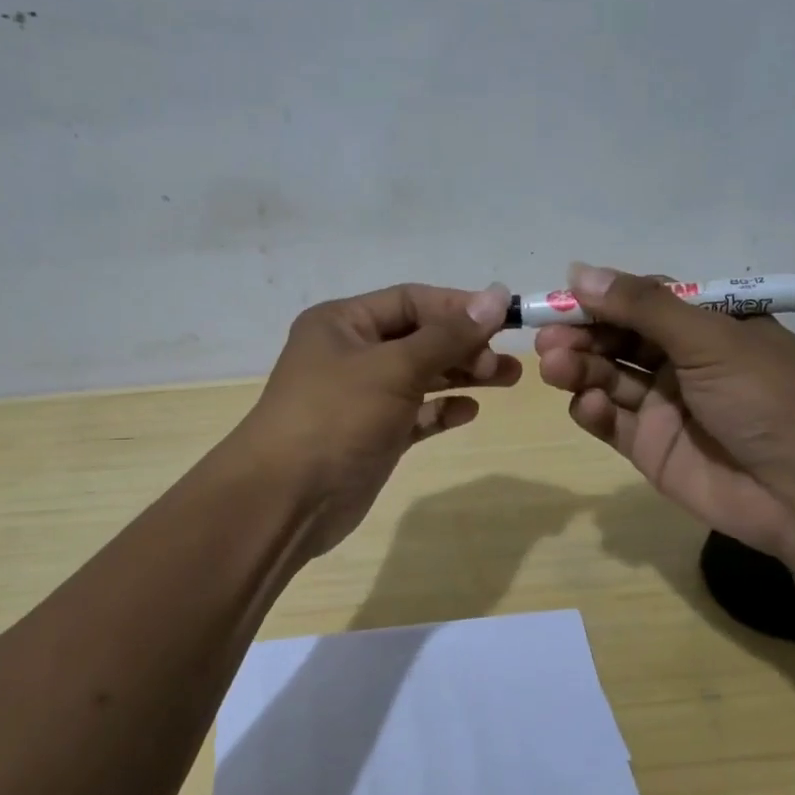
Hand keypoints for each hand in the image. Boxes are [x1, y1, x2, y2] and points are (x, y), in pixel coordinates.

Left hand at [237, 282, 517, 555]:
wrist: (287, 499)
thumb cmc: (337, 417)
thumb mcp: (394, 367)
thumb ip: (448, 335)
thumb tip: (496, 295)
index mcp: (343, 323)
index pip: (411, 300)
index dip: (458, 307)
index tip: (505, 320)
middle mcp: (350, 353)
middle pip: (419, 338)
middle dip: (464, 345)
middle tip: (505, 363)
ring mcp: (360, 397)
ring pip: (420, 376)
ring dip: (461, 375)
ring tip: (508, 380)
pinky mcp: (371, 435)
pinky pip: (414, 414)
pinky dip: (441, 410)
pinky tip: (469, 411)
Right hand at [534, 264, 794, 554]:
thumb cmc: (765, 397)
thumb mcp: (710, 338)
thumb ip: (643, 307)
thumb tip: (579, 271)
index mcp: (709, 326)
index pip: (644, 302)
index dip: (603, 299)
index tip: (563, 298)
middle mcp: (683, 361)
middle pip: (618, 339)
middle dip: (582, 335)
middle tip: (548, 338)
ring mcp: (664, 405)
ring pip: (608, 377)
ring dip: (579, 368)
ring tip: (555, 366)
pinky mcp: (649, 446)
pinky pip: (610, 420)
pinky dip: (592, 410)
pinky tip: (587, 404)